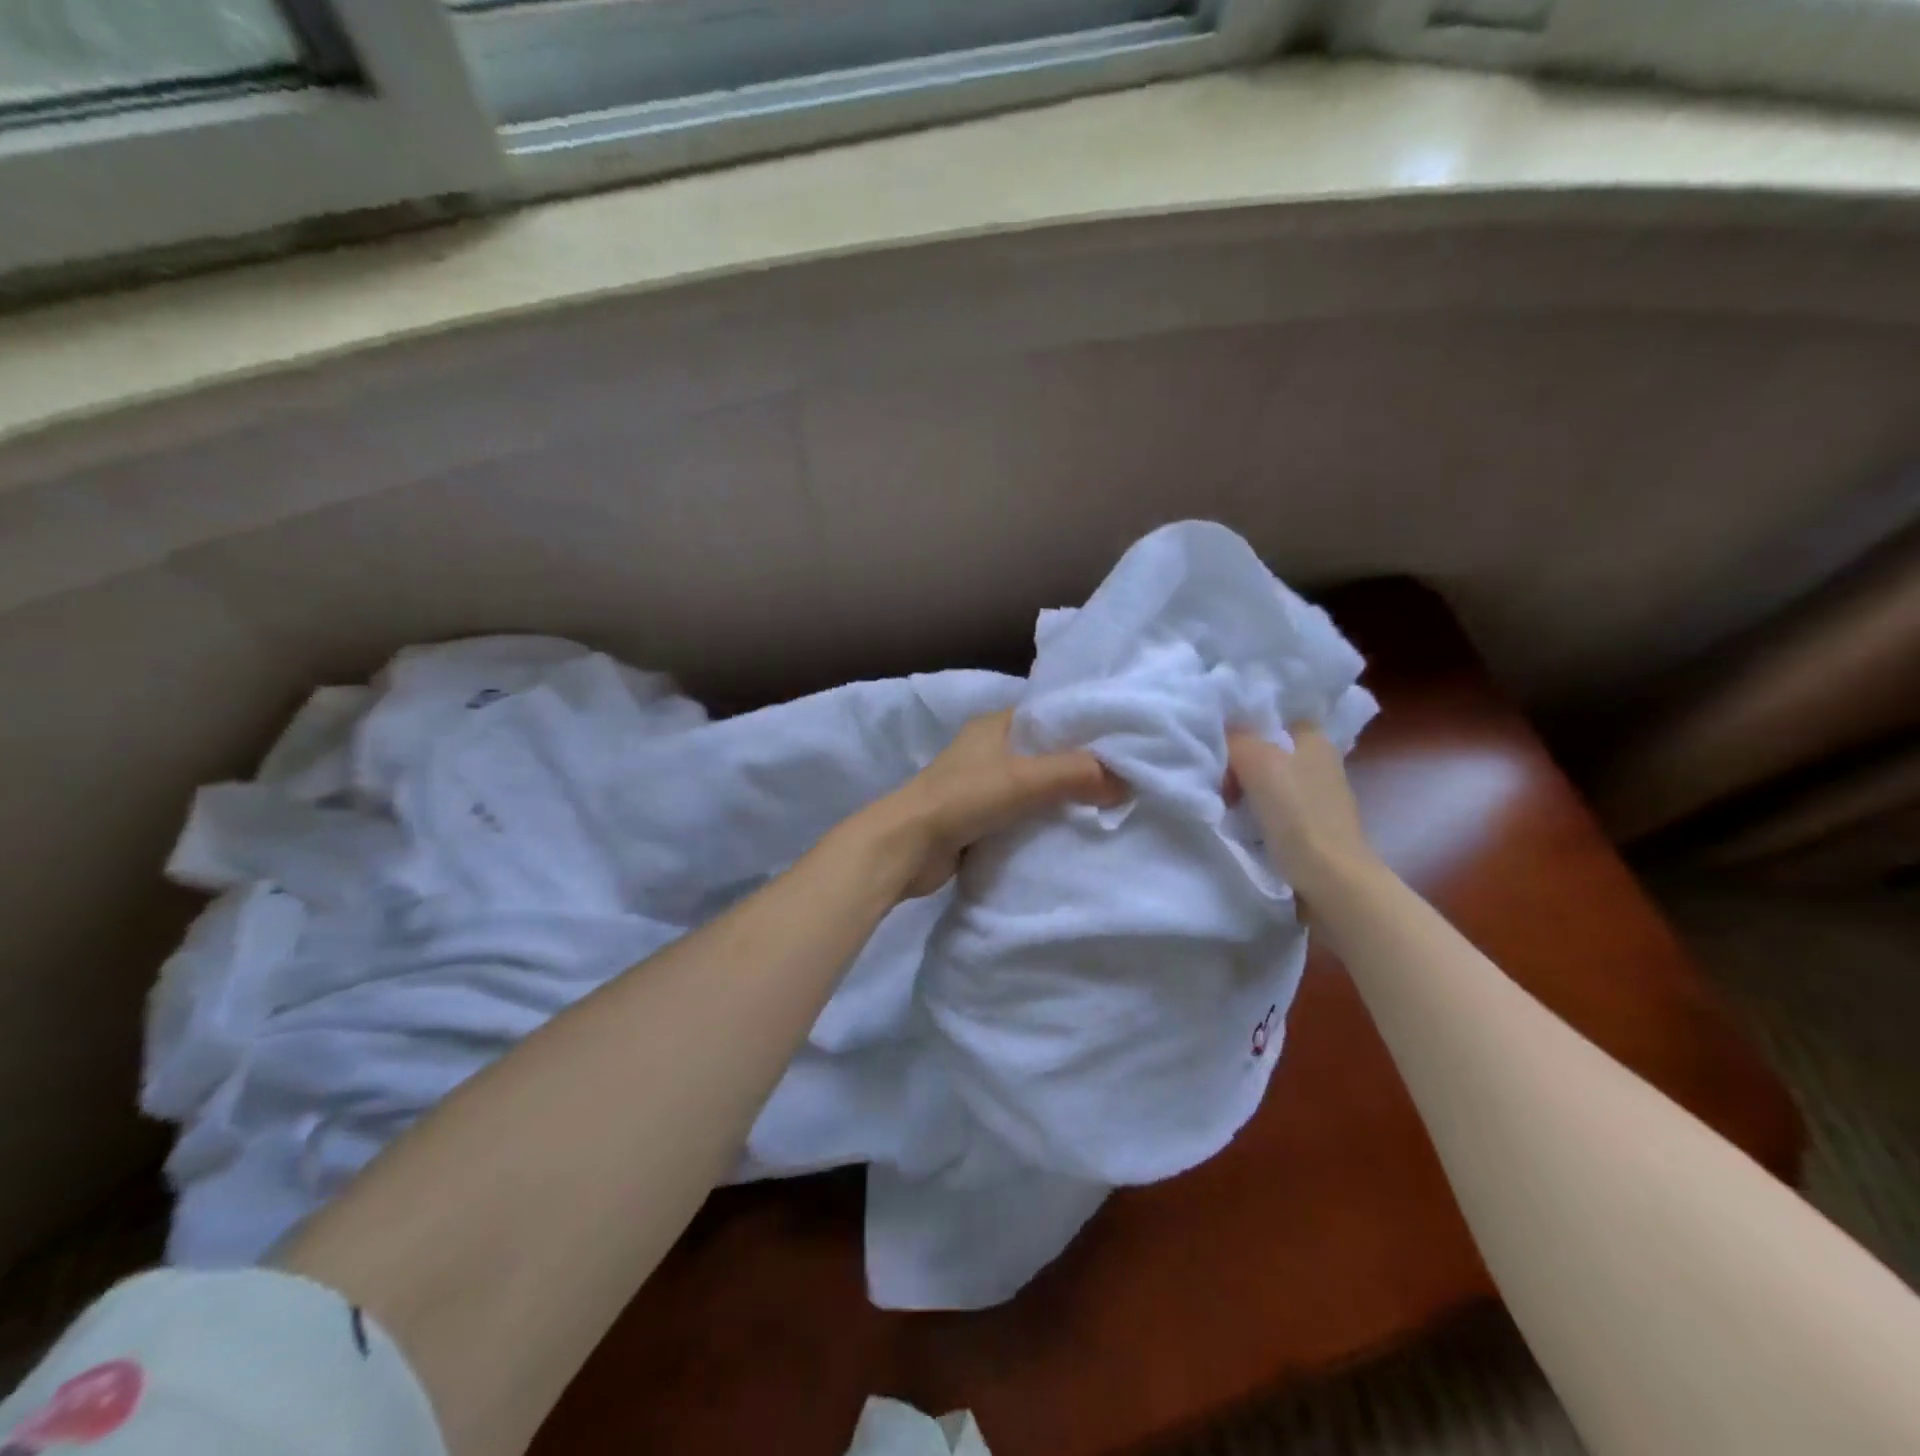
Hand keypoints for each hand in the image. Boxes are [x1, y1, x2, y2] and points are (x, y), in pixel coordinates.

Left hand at [868, 711, 1125, 898]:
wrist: (906, 847)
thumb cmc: (963, 799)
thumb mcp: (1025, 779)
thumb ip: (1076, 774)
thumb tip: (1126, 782)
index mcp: (993, 725)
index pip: (1047, 716)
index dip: (1082, 726)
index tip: (1121, 741)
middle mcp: (986, 750)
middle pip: (1043, 753)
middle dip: (1077, 765)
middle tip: (1122, 778)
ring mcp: (979, 786)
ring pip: (1032, 786)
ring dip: (1060, 797)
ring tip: (1106, 805)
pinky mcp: (976, 819)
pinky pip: (1019, 815)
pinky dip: (1041, 822)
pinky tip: (1071, 832)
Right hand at [1227, 726, 1378, 905]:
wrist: (1330, 879)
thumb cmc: (1297, 813)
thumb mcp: (1258, 762)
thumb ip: (1235, 739)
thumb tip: (1220, 733)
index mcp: (1314, 738)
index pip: (1273, 717)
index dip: (1244, 723)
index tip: (1215, 737)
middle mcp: (1319, 761)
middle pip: (1265, 749)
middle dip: (1237, 760)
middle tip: (1213, 774)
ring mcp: (1316, 796)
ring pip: (1266, 780)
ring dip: (1242, 788)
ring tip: (1220, 799)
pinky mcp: (1309, 826)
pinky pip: (1271, 807)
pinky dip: (1253, 812)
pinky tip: (1237, 821)